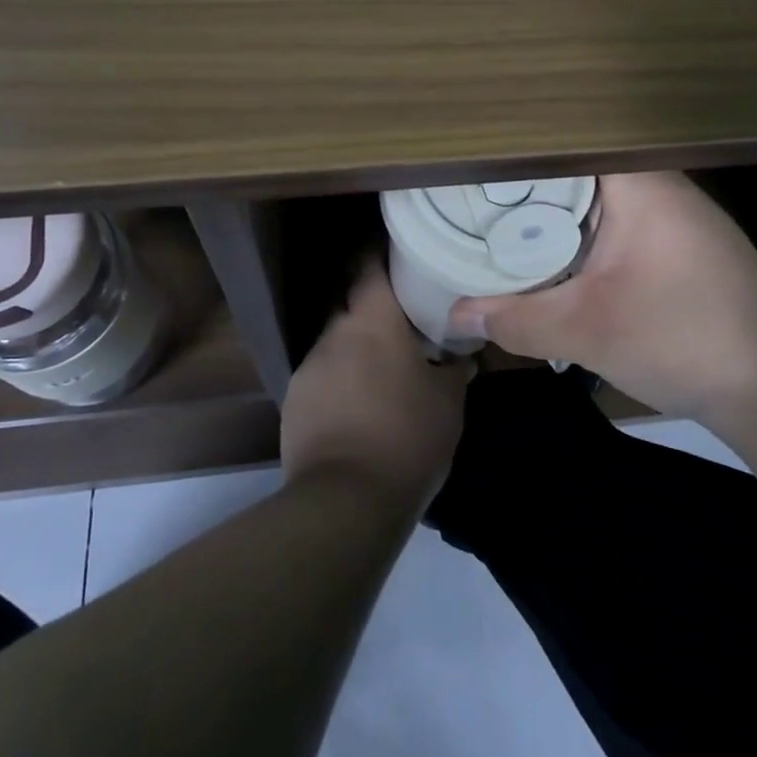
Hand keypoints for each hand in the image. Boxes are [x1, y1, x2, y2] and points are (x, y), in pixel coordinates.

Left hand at [282, 260, 472, 511]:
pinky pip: (322, 377)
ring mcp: (309, 367)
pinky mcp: (293, 402)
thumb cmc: (407, 437)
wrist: (345, 501)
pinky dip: (340, 382)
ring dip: (357, 350)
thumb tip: (463, 356)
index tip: (400, 255)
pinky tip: (358, 408)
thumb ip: (455, 369)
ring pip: (337, 343)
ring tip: (382, 373)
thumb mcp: (449, 403)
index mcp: (372, 321)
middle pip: (353, 305)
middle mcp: (334, 333)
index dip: (382, 255)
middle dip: (375, 311)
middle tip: (403, 323)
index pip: (369, 266)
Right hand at [448, 172, 756, 423]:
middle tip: (473, 195)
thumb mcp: (588, 332)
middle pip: (577, 167)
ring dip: (555, 209)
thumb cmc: (683, 339)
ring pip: (596, 195)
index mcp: (639, 183)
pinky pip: (616, 218)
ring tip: (500, 217)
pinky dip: (581, 230)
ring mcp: (674, 211)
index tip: (473, 163)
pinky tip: (554, 252)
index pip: (566, 142)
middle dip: (526, 183)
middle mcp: (658, 183)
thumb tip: (456, 314)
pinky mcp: (679, 240)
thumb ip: (516, 319)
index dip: (516, 150)